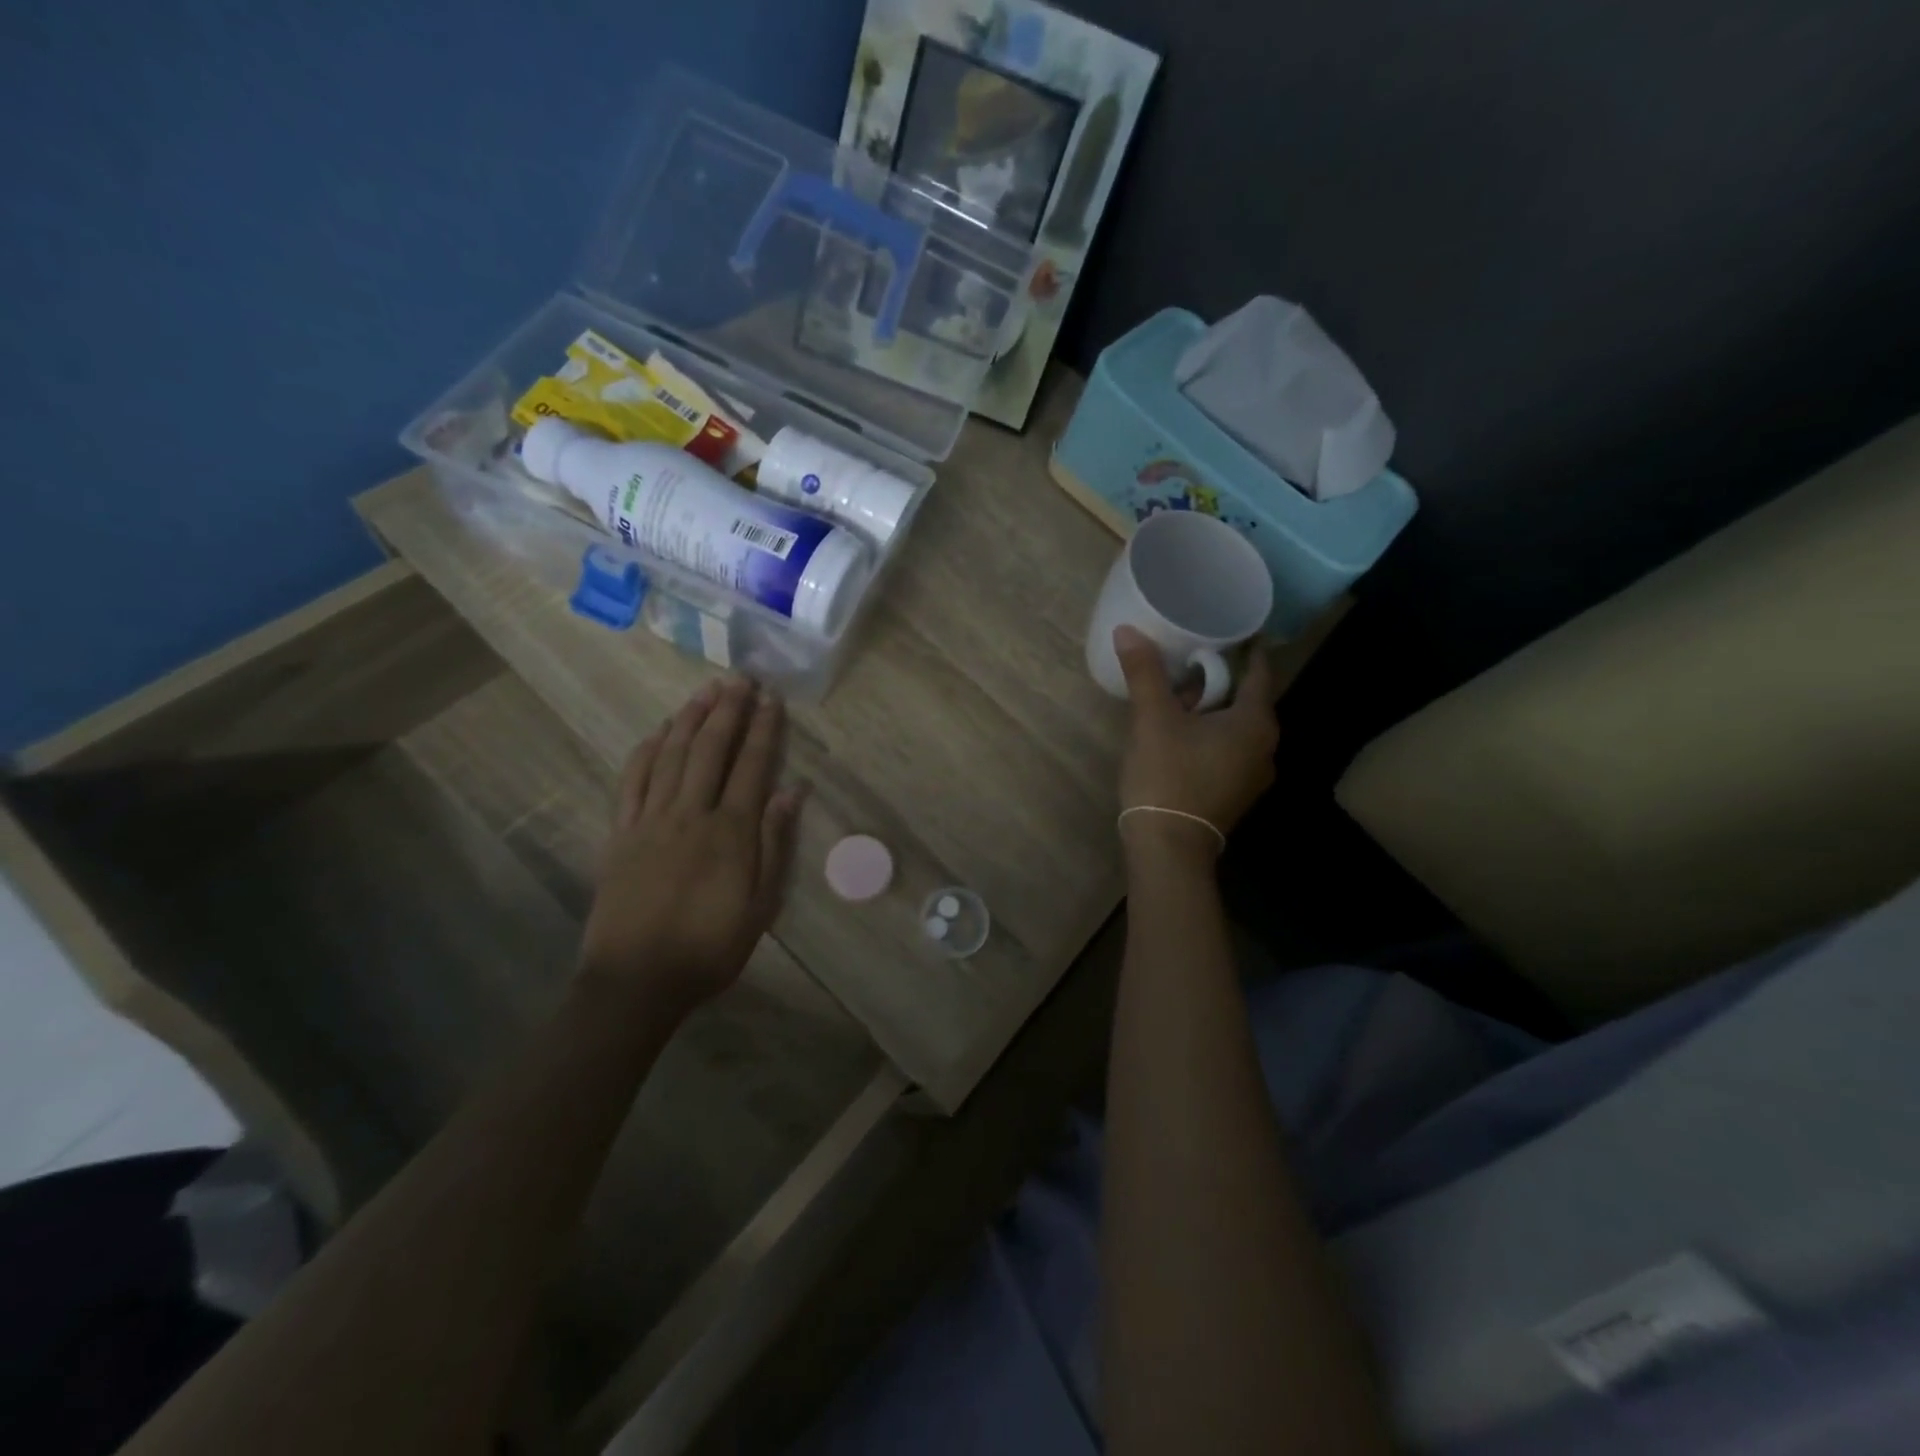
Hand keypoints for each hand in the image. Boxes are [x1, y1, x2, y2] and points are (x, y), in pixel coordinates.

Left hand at [579, 676, 805, 1012]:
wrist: (636, 981)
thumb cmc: (709, 947)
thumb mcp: (761, 905)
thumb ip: (775, 844)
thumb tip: (792, 792)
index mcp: (730, 831)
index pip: (752, 766)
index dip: (763, 729)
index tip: (771, 699)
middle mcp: (690, 813)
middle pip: (710, 749)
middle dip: (728, 710)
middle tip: (739, 678)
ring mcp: (650, 820)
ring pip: (671, 755)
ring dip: (690, 718)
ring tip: (705, 691)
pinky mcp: (620, 833)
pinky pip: (633, 779)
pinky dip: (647, 749)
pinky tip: (658, 731)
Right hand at [1114, 626, 1280, 862]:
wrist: (1168, 848)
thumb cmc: (1168, 776)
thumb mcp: (1152, 719)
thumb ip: (1145, 672)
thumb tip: (1128, 629)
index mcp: (1256, 723)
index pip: (1259, 671)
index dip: (1244, 647)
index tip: (1225, 628)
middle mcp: (1265, 747)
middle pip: (1246, 699)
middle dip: (1218, 679)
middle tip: (1186, 660)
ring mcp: (1252, 775)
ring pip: (1235, 727)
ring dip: (1210, 709)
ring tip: (1175, 696)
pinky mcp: (1235, 794)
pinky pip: (1228, 750)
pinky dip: (1209, 735)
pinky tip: (1178, 734)